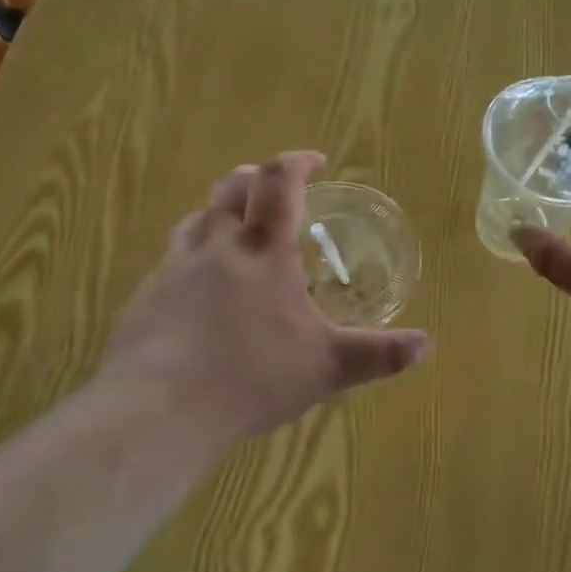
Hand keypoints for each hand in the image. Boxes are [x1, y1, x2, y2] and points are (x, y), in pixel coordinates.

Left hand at [99, 151, 431, 444]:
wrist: (160, 409)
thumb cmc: (252, 377)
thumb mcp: (327, 368)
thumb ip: (378, 354)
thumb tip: (425, 346)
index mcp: (263, 252)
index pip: (280, 184)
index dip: (297, 163)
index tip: (315, 162)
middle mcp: (215, 247)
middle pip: (231, 189)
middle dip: (255, 178)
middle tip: (273, 188)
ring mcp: (173, 270)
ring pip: (196, 220)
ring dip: (219, 211)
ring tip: (234, 229)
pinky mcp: (144, 298)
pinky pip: (170, 260)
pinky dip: (191, 255)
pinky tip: (197, 289)